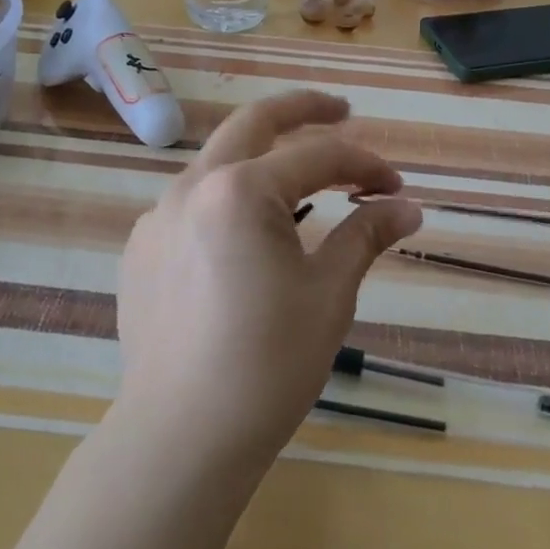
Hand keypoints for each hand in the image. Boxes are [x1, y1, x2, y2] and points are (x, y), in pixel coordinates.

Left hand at [115, 91, 423, 462]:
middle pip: (253, 122)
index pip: (317, 156)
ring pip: (218, 160)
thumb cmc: (267, 363)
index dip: (364, 165)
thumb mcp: (329, 294)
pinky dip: (229, 197)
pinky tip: (248, 234)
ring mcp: (158, 216)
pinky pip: (192, 202)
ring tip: (302, 177)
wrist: (180, 438)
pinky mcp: (141, 248)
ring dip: (263, 156)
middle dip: (303, 110)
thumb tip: (408, 207)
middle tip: (343, 111)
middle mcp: (192, 186)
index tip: (395, 189)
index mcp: (240, 190)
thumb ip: (365, 235)